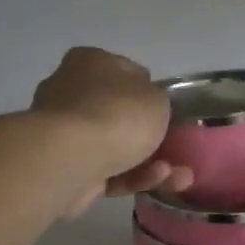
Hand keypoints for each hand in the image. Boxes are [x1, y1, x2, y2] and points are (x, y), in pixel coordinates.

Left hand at [30, 47, 190, 214]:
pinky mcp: (64, 168)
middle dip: (151, 136)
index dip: (150, 92)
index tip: (168, 113)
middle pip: (118, 113)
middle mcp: (71, 91)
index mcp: (90, 62)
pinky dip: (132, 177)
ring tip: (180, 178)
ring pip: (115, 147)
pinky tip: (156, 183)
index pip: (126, 73)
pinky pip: (106, 170)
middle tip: (178, 151)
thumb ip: (156, 99)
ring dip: (150, 163)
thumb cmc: (116, 114)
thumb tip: (145, 106)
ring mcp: (64, 132)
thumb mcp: (156, 98)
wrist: (70, 159)